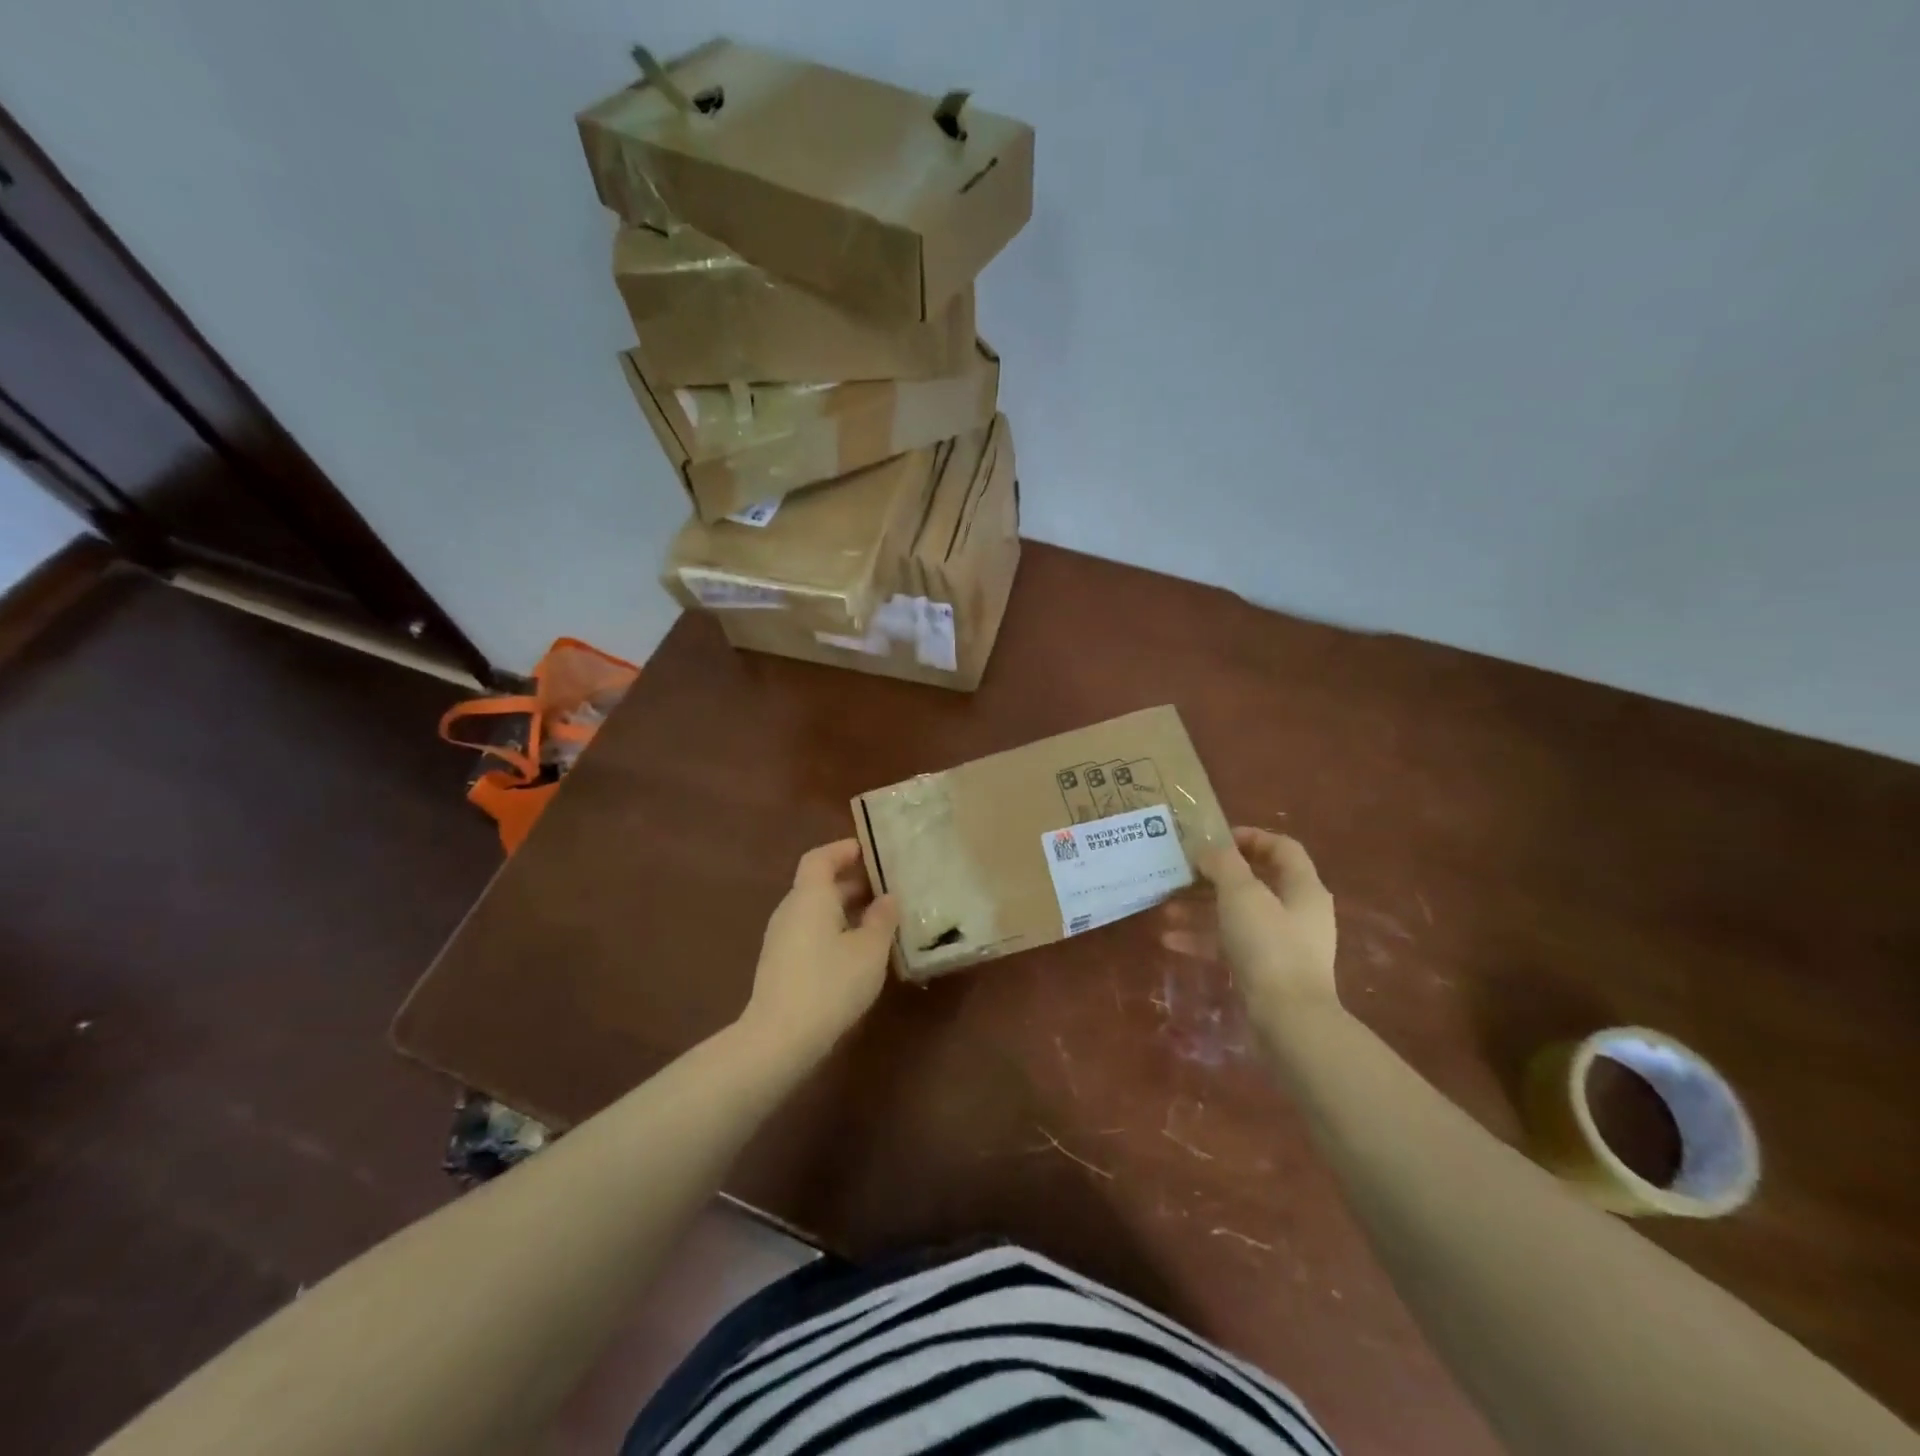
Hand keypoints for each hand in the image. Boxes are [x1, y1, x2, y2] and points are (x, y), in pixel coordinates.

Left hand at [741, 840, 897, 1056]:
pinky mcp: (780, 964)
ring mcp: (781, 938)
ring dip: (844, 909)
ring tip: (878, 920)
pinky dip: (833, 930)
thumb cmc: (830, 983)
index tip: (868, 851)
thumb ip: (882, 919)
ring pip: (815, 911)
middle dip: (851, 883)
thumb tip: (887, 898)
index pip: (820, 858)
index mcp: (810, 896)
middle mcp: (791, 910)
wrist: (779, 1038)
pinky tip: (857, 952)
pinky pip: (810, 933)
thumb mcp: (870, 950)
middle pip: (818, 884)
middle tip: (885, 888)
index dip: (842, 850)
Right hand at [1162, 828, 1338, 1015]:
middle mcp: (1298, 913)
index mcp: (1303, 888)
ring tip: (1167, 908)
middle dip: (1214, 877)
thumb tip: (1208, 850)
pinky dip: (1204, 940)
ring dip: (1202, 909)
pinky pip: (1231, 946)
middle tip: (1183, 872)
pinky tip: (1171, 941)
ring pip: (1238, 915)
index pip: (1282, 848)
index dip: (1250, 837)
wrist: (1289, 1022)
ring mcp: (1283, 945)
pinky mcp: (1267, 973)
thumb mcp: (1242, 894)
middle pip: (1255, 882)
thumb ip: (1223, 864)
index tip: (1213, 840)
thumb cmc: (1269, 947)